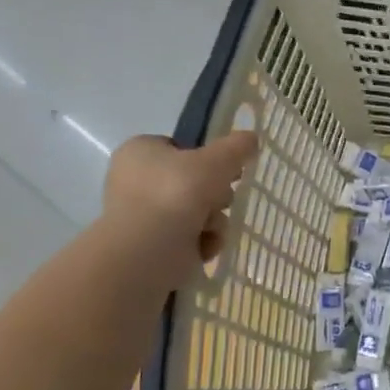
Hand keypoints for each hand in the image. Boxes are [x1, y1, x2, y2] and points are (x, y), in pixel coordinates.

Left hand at [103, 131, 258, 283]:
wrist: (148, 250)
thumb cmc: (177, 193)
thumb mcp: (216, 160)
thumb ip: (237, 147)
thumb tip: (251, 138)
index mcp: (140, 151)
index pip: (181, 148)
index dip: (206, 158)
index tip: (225, 169)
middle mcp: (137, 180)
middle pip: (195, 181)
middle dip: (215, 195)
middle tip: (218, 199)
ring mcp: (145, 214)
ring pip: (198, 211)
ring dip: (214, 220)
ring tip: (209, 228)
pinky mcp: (154, 244)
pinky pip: (191, 236)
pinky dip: (203, 241)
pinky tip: (203, 246)